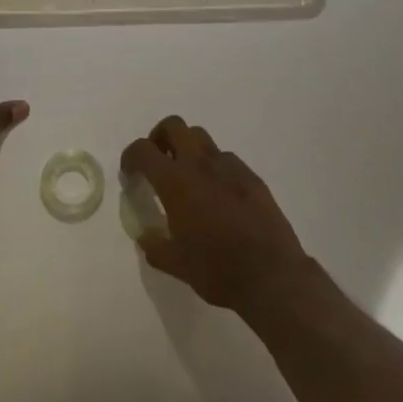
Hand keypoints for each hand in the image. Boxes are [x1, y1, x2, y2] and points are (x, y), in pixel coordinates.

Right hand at [120, 116, 315, 314]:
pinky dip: (214, 167)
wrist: (272, 276)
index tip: (130, 173)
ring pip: (202, 138)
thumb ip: (155, 246)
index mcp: (176, 183)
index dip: (130, 156)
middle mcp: (201, 165)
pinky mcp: (252, 177)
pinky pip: (226, 159)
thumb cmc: (217, 270)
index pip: (143, 150)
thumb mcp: (176, 264)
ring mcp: (230, 167)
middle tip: (158, 163)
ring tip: (188, 178)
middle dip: (160, 138)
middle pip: (174, 126)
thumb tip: (146, 236)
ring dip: (188, 149)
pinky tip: (218, 195)